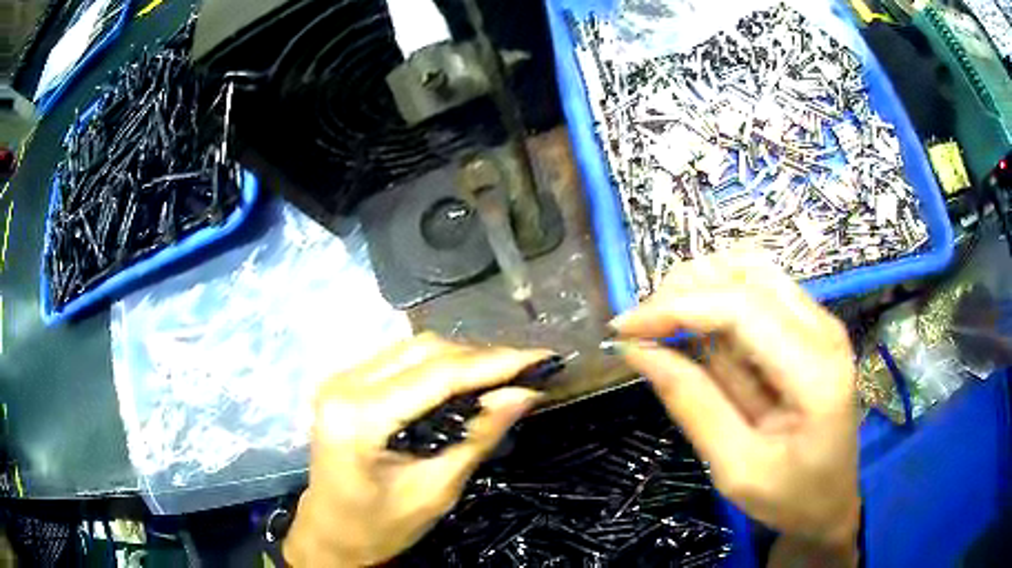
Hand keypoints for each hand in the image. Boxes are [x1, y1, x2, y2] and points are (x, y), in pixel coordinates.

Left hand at [284, 334, 550, 566]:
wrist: (331, 534)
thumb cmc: (379, 527)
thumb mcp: (435, 491)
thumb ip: (477, 437)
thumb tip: (524, 393)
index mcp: (359, 416)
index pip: (437, 375)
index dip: (495, 363)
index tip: (541, 357)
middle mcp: (344, 383)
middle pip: (424, 350)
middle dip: (480, 358)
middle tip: (525, 372)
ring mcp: (341, 378)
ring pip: (414, 348)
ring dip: (462, 359)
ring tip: (502, 376)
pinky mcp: (346, 383)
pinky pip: (401, 360)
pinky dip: (438, 366)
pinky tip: (465, 381)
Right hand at [611, 252, 860, 551]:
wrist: (831, 502)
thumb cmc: (790, 497)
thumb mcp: (736, 468)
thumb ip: (693, 405)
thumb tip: (639, 352)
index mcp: (816, 372)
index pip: (742, 309)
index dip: (677, 308)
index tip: (624, 329)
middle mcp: (824, 330)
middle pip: (747, 274)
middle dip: (685, 291)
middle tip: (642, 330)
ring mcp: (821, 322)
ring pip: (752, 270)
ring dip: (701, 289)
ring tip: (665, 326)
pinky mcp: (810, 327)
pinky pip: (759, 290)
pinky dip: (720, 300)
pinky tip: (700, 331)